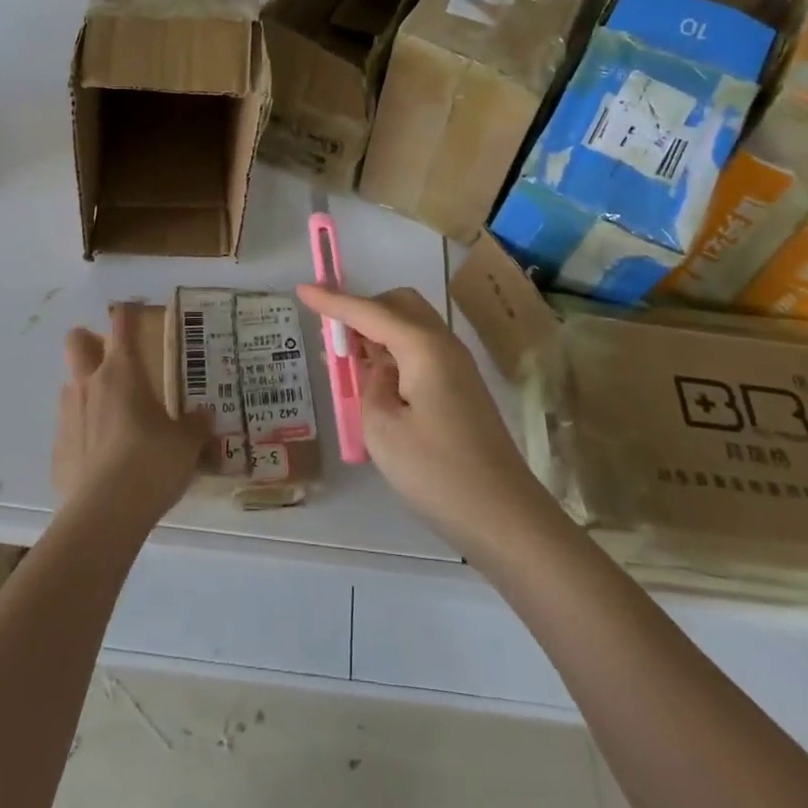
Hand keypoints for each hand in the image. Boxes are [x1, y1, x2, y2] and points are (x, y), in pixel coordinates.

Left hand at [53, 306, 208, 531]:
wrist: (104, 515)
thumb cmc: (151, 464)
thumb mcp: (187, 444)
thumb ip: (196, 425)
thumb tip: (204, 417)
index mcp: (122, 372)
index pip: (121, 325)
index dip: (128, 313)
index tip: (135, 311)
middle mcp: (90, 384)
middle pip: (77, 342)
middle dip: (89, 340)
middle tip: (113, 358)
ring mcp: (67, 416)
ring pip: (70, 385)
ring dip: (87, 389)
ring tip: (114, 415)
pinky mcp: (57, 450)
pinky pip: (69, 429)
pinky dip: (83, 434)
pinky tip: (102, 458)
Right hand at [297, 284, 556, 561]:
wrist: (505, 518)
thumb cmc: (438, 473)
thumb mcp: (383, 429)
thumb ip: (370, 385)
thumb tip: (380, 369)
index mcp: (423, 347)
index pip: (369, 312)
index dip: (333, 301)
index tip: (302, 289)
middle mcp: (443, 345)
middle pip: (399, 305)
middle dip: (363, 311)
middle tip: (334, 341)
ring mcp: (457, 367)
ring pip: (411, 327)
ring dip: (377, 333)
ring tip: (348, 364)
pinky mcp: (461, 389)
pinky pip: (420, 351)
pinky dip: (394, 353)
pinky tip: (377, 384)